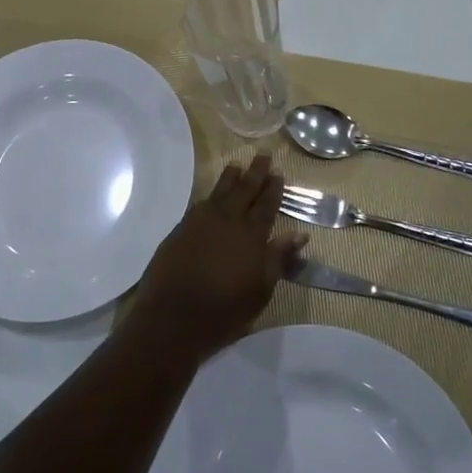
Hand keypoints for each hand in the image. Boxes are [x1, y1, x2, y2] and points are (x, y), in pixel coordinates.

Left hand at [130, 155, 305, 366]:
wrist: (171, 318)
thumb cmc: (223, 312)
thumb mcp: (260, 291)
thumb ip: (278, 259)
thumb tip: (299, 234)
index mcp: (251, 236)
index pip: (266, 206)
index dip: (273, 189)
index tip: (279, 172)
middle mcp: (227, 221)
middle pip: (244, 190)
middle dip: (255, 173)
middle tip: (263, 154)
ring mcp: (200, 223)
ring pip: (219, 192)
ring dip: (230, 178)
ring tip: (237, 165)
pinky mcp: (180, 230)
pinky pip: (200, 204)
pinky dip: (210, 195)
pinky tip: (212, 194)